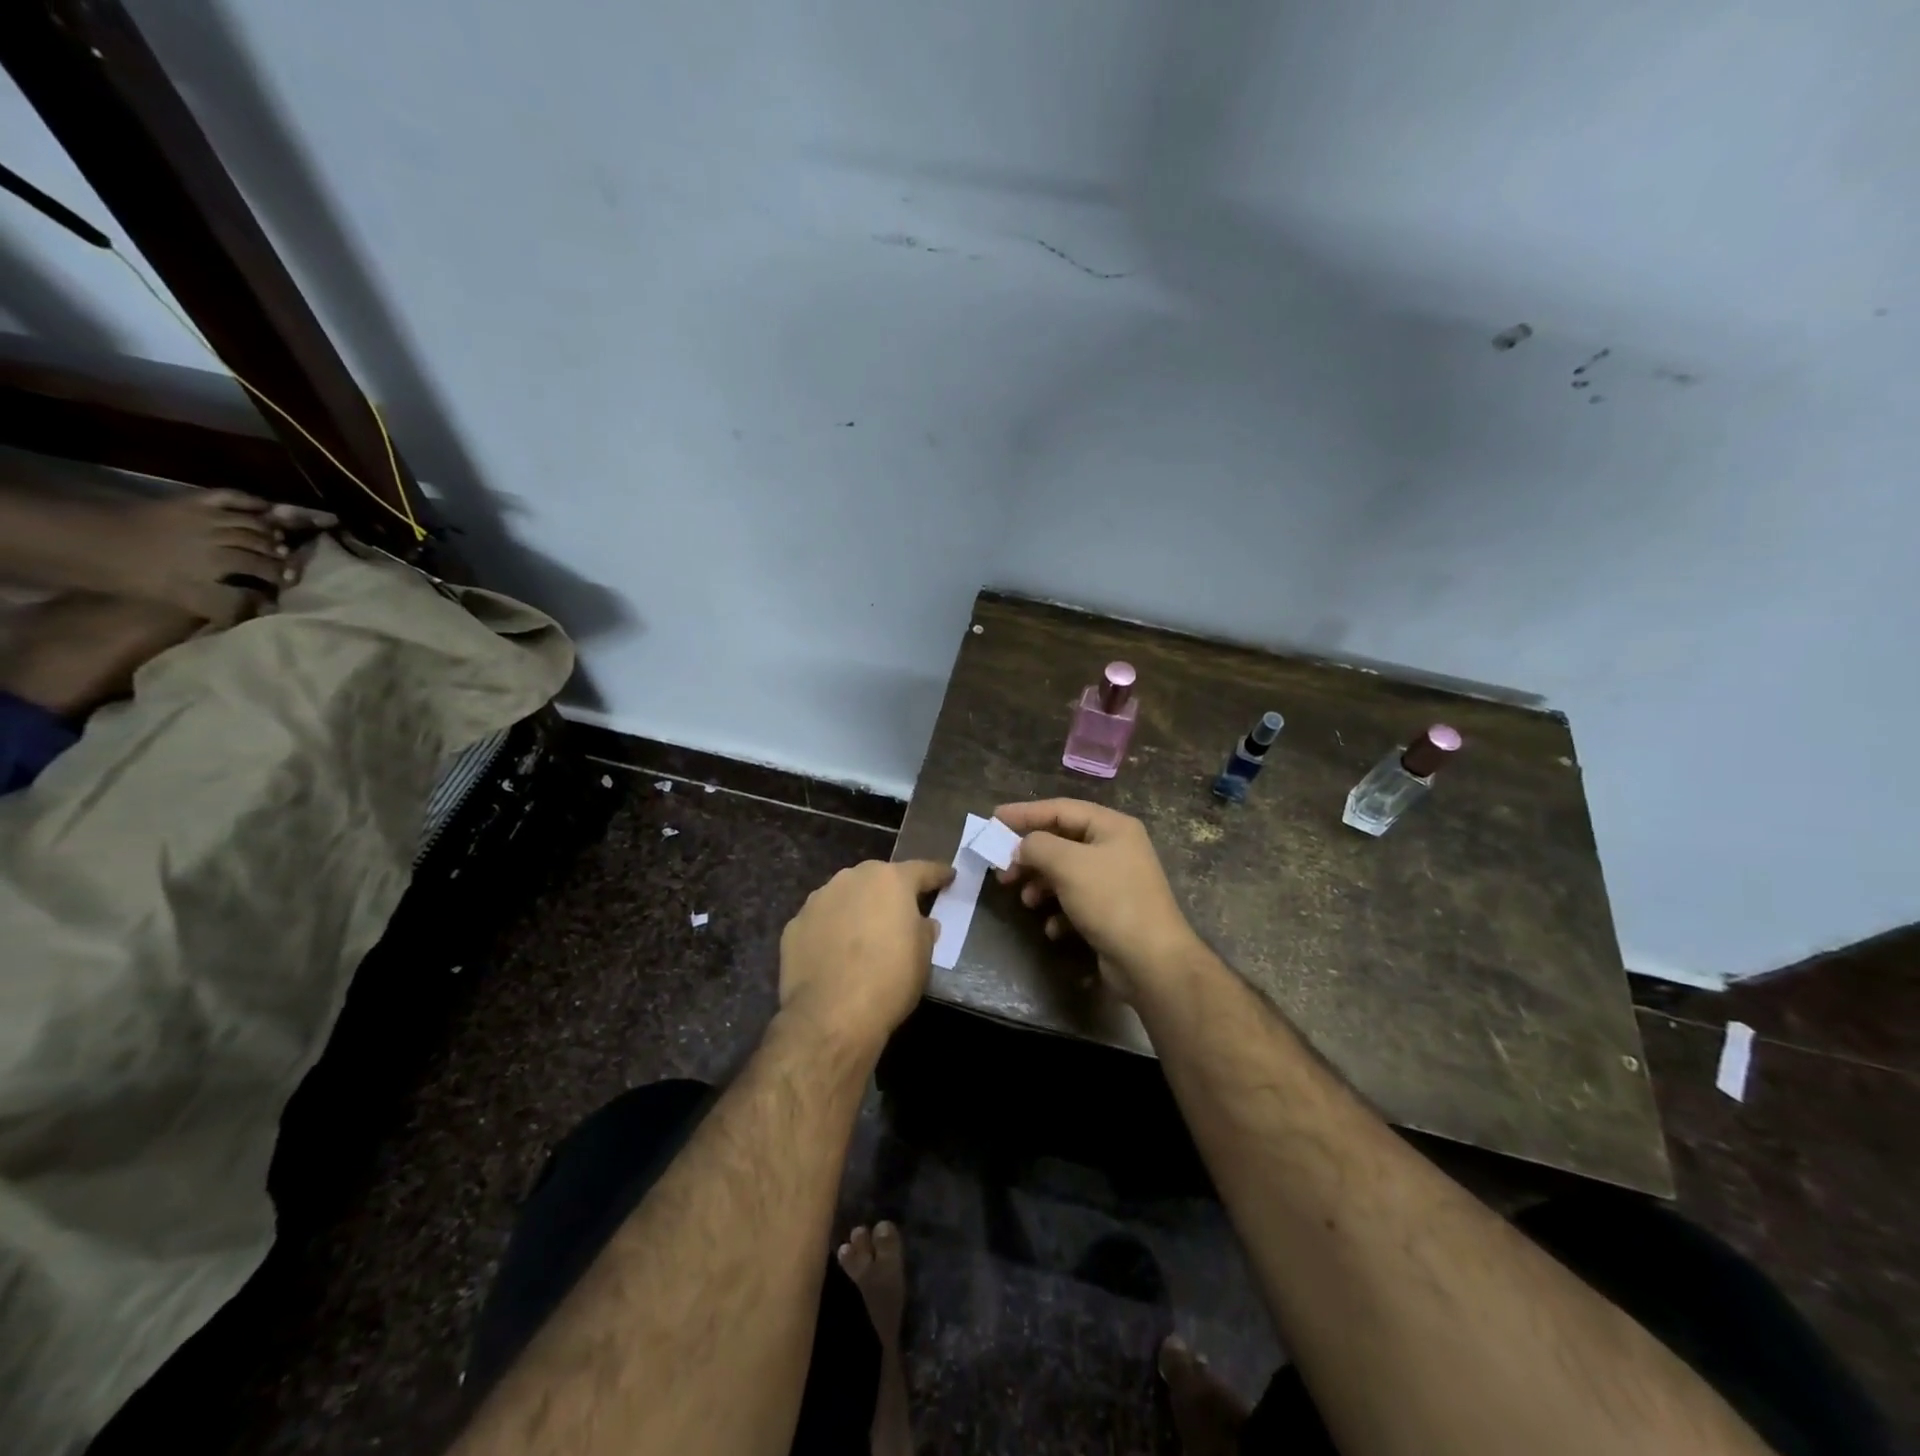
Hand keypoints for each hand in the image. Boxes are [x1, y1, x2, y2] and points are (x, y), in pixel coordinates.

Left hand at [94, 490, 334, 620]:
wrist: (82, 541)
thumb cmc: (131, 575)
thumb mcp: (180, 599)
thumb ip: (226, 605)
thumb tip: (268, 608)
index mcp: (218, 563)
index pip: (265, 570)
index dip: (280, 581)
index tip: (289, 590)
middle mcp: (218, 536)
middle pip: (264, 546)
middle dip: (282, 558)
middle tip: (293, 569)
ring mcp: (205, 516)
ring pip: (254, 523)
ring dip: (273, 534)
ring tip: (283, 544)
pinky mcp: (191, 502)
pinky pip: (230, 496)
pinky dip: (252, 501)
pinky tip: (267, 508)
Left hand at [777, 859, 952, 1058]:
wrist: (831, 1016)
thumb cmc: (889, 981)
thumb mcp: (923, 956)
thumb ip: (923, 930)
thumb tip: (920, 923)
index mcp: (890, 880)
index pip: (922, 870)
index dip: (938, 874)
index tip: (948, 877)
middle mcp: (852, 879)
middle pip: (878, 879)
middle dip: (890, 892)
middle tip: (900, 912)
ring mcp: (819, 899)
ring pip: (845, 897)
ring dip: (856, 909)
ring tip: (863, 935)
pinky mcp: (794, 925)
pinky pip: (821, 921)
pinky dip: (830, 931)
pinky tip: (834, 954)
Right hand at [992, 799, 1200, 1001]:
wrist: (1152, 961)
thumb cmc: (1111, 901)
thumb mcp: (1068, 864)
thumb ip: (1037, 846)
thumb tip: (1022, 847)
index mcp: (1112, 827)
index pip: (1060, 809)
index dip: (1024, 813)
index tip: (993, 819)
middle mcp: (1115, 848)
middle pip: (1061, 841)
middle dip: (1030, 855)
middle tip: (1002, 869)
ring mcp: (1115, 881)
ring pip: (1065, 873)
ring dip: (1040, 884)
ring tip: (1025, 900)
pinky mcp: (1111, 912)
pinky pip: (1076, 901)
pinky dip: (1059, 911)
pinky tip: (1053, 927)